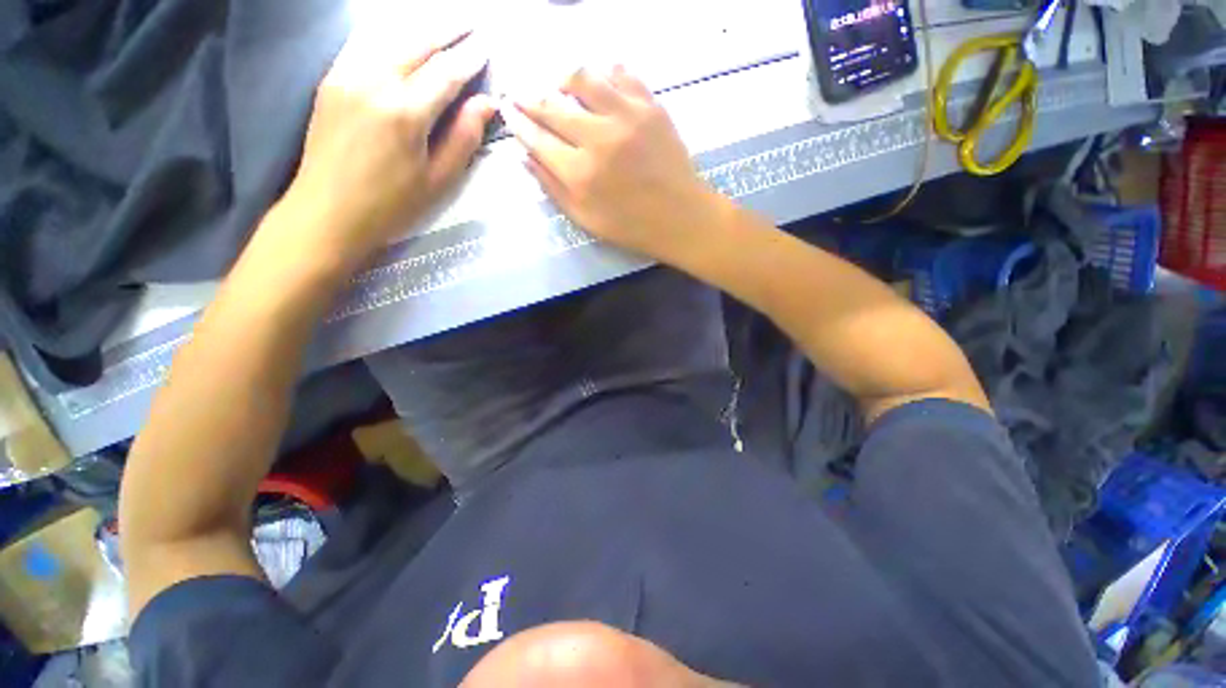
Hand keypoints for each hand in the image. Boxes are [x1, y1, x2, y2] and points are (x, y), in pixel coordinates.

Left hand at [283, 30, 494, 270]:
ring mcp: (346, 75)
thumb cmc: (391, 204)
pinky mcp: (331, 79)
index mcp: (405, 112)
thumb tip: (486, 104)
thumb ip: (463, 138)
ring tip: (442, 22)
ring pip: (388, 36)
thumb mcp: (438, 180)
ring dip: (419, 26)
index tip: (486, 47)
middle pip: (416, 42)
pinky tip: (402, 35)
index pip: (445, 73)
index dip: (469, 59)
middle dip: (446, 28)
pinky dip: (388, 33)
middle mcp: (374, 81)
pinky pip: (364, 44)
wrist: (327, 211)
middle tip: (470, 20)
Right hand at [502, 67, 723, 261]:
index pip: (537, 138)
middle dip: (529, 99)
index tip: (508, 112)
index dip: (518, 123)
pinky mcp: (650, 106)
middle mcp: (599, 138)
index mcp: (581, 174)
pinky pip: (620, 73)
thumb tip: (526, 157)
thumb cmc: (632, 226)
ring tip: (559, 87)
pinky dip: (603, 74)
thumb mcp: (586, 219)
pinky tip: (599, 84)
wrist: (681, 217)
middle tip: (521, 95)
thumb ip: (553, 188)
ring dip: (562, 79)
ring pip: (582, 78)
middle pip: (552, 105)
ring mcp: (627, 116)